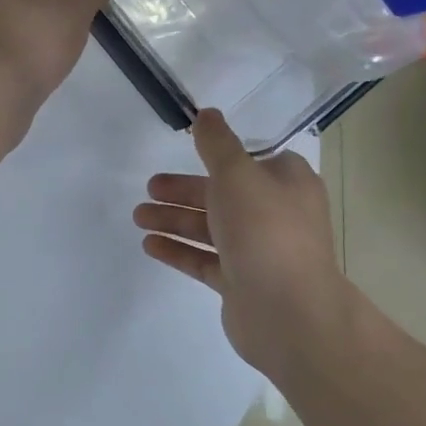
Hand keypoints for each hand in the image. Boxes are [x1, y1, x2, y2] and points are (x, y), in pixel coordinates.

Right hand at [133, 109, 362, 380]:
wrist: (287, 311)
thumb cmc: (264, 230)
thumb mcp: (236, 174)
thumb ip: (217, 144)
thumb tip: (207, 114)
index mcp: (287, 184)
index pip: (253, 162)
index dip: (220, 156)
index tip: (189, 152)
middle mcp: (276, 215)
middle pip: (223, 195)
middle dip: (184, 190)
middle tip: (149, 187)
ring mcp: (259, 251)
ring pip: (210, 228)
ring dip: (174, 219)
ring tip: (138, 216)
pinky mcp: (241, 282)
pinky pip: (204, 260)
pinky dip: (178, 250)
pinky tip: (149, 244)